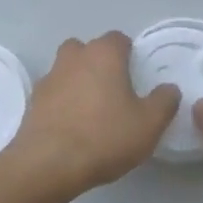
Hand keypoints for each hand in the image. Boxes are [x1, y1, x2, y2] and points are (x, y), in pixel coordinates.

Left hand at [0, 33, 179, 202]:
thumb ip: (164, 102)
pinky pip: (54, 92)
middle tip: (114, 90)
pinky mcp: (34, 101)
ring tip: (92, 109)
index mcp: (103, 54)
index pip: (118, 39)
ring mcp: (50, 77)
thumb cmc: (104, 137)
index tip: (136, 75)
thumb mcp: (148, 124)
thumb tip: (169, 89)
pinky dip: (62, 101)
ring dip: (78, 80)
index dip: (129, 54)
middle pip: (88, 49)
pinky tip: (72, 125)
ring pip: (67, 68)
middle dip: (99, 63)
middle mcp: (74, 57)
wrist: (48, 164)